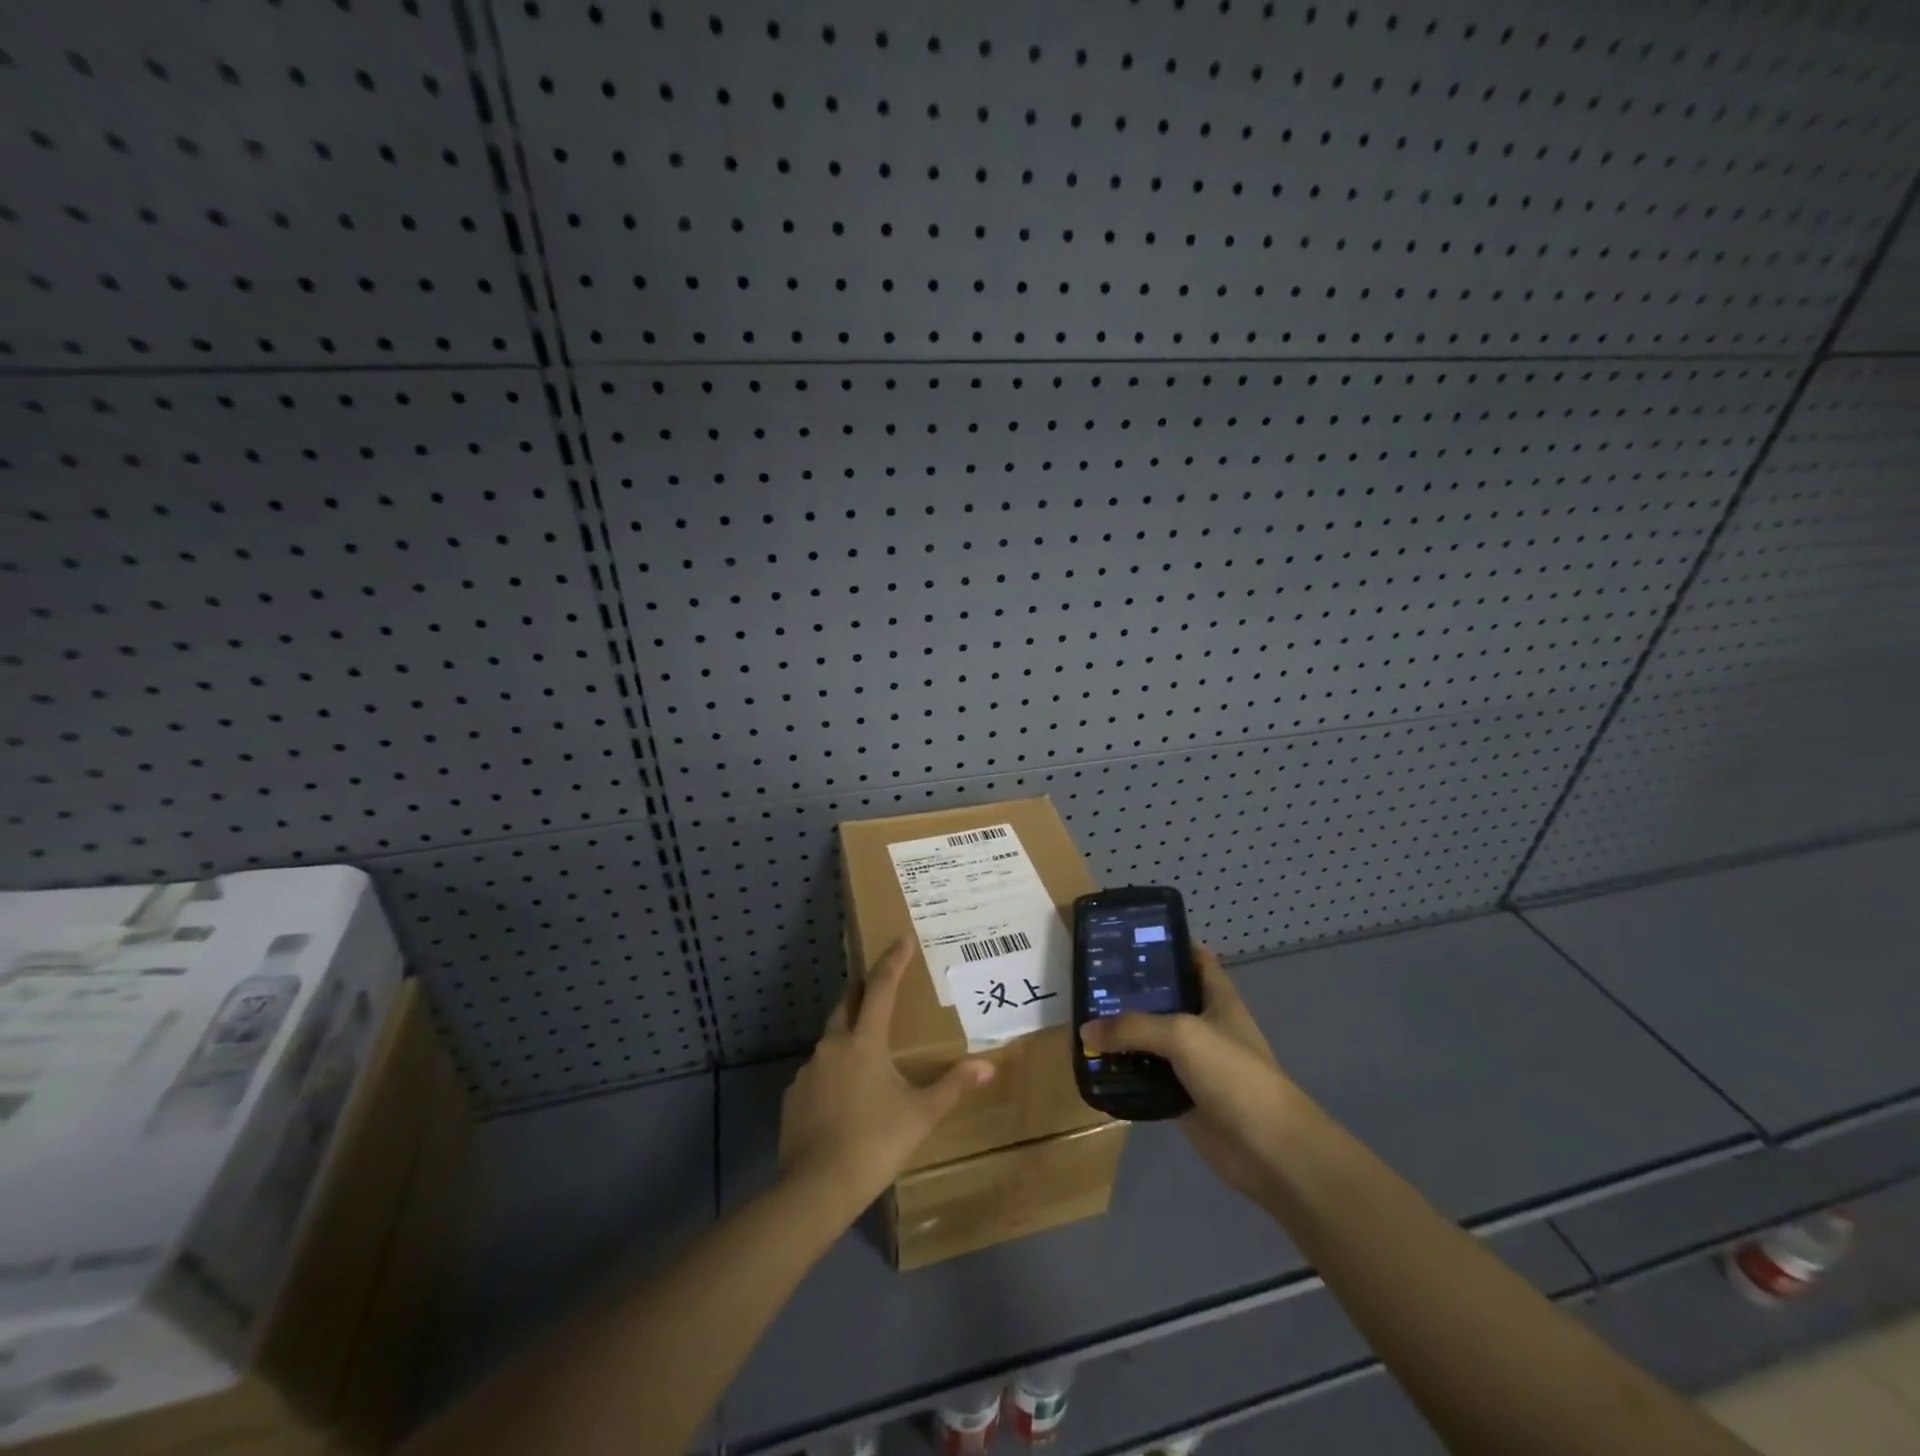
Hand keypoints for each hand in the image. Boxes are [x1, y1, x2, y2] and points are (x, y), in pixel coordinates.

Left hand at [779, 938, 993, 1209]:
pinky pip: (818, 1072)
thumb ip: (953, 1086)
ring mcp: (808, 1070)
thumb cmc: (875, 1143)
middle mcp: (832, 1045)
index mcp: (864, 1041)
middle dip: (865, 989)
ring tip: (868, 1049)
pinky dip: (833, 1071)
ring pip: (831, 1039)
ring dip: (849, 1034)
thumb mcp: (921, 1115)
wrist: (815, 1189)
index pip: (882, 987)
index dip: (893, 961)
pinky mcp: (793, 1096)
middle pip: (848, 1003)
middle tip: (881, 984)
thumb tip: (988, 1066)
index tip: (902, 938)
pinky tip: (845, 1094)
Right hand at [1080, 945, 1304, 1203]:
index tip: (1127, 936)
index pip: (1194, 958)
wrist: (1269, 1150)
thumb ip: (1133, 1027)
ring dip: (1122, 1033)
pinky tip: (1094, 1064)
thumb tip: (1085, 1031)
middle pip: (1164, 998)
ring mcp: (1193, 1062)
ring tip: (1081, 1017)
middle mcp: (1204, 1024)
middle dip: (1131, 989)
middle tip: (1090, 978)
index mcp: (1217, 998)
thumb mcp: (1182, 1035)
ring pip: (1151, 1039)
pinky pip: (1146, 1076)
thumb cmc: (1234, 1075)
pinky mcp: (1181, 1095)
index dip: (1167, 943)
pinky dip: (1124, 1072)